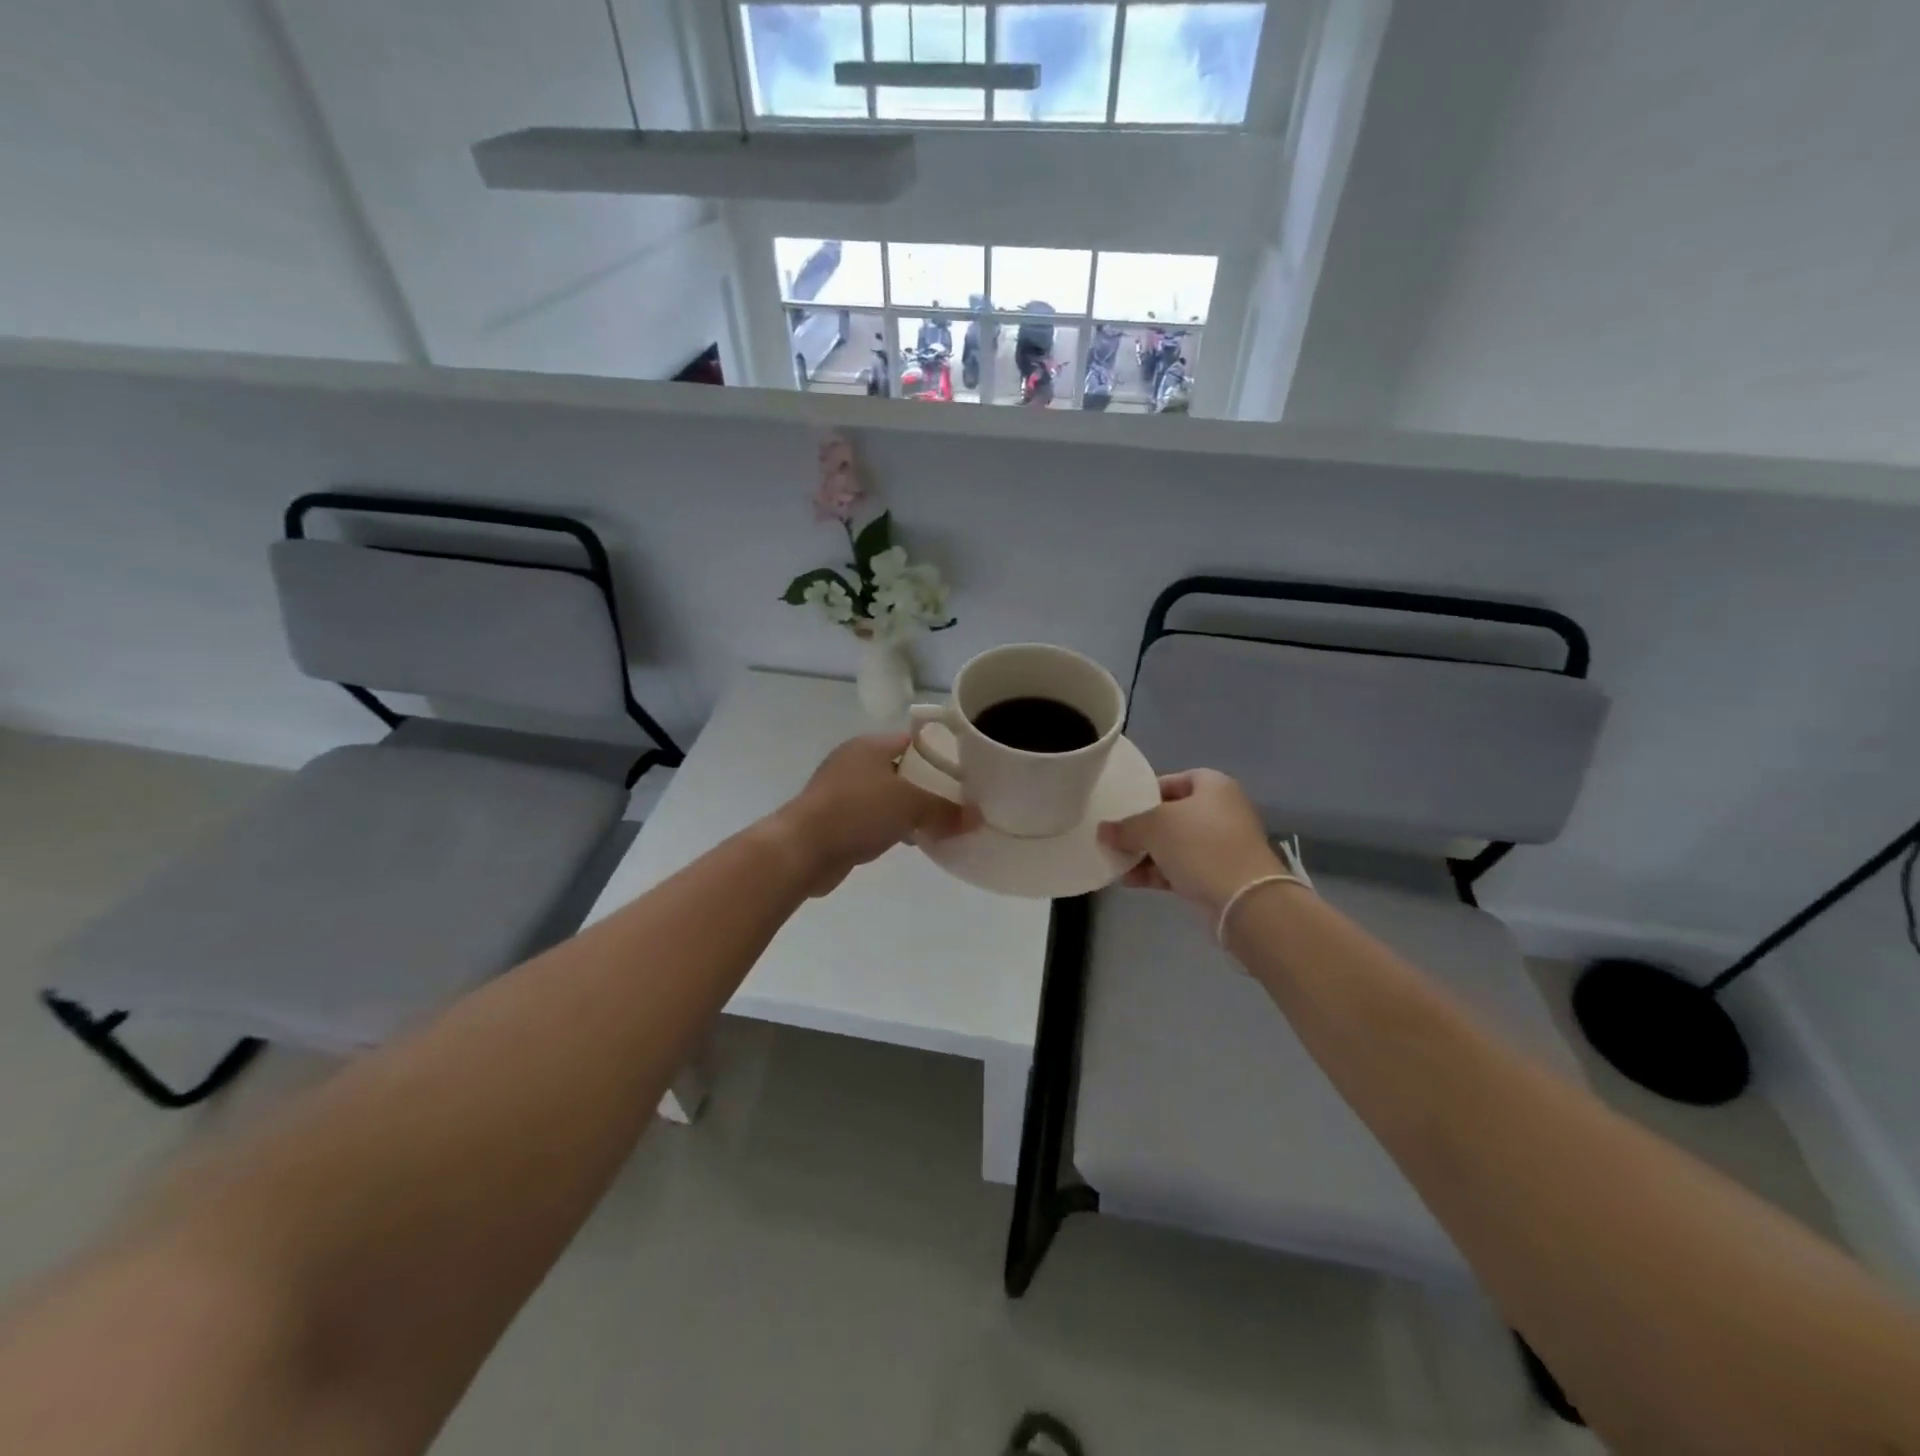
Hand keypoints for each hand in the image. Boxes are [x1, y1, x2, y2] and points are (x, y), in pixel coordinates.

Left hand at [772, 733, 973, 894]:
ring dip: (910, 810)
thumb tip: (977, 817)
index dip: (940, 754)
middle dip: (928, 786)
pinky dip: (892, 827)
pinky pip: (873, 819)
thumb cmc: (856, 812)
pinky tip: (911, 841)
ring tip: (941, 824)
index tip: (966, 773)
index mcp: (869, 746)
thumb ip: (945, 810)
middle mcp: (854, 763)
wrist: (801, 849)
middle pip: (901, 770)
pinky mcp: (835, 821)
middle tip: (958, 801)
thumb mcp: (910, 805)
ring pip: (887, 797)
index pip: (913, 741)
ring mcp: (841, 792)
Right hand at [1098, 769, 1283, 913]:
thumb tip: (1102, 830)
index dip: (1145, 792)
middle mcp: (1221, 810)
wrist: (1244, 898)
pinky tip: (1131, 881)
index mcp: (1213, 786)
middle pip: (1172, 814)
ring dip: (1146, 854)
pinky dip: (1158, 872)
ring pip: (1175, 844)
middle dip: (1142, 828)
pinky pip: (1182, 867)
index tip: (1122, 807)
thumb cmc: (1200, 845)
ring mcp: (1222, 845)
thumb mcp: (1154, 827)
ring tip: (1117, 863)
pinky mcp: (1219, 874)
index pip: (1173, 780)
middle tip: (1116, 837)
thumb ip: (1125, 827)